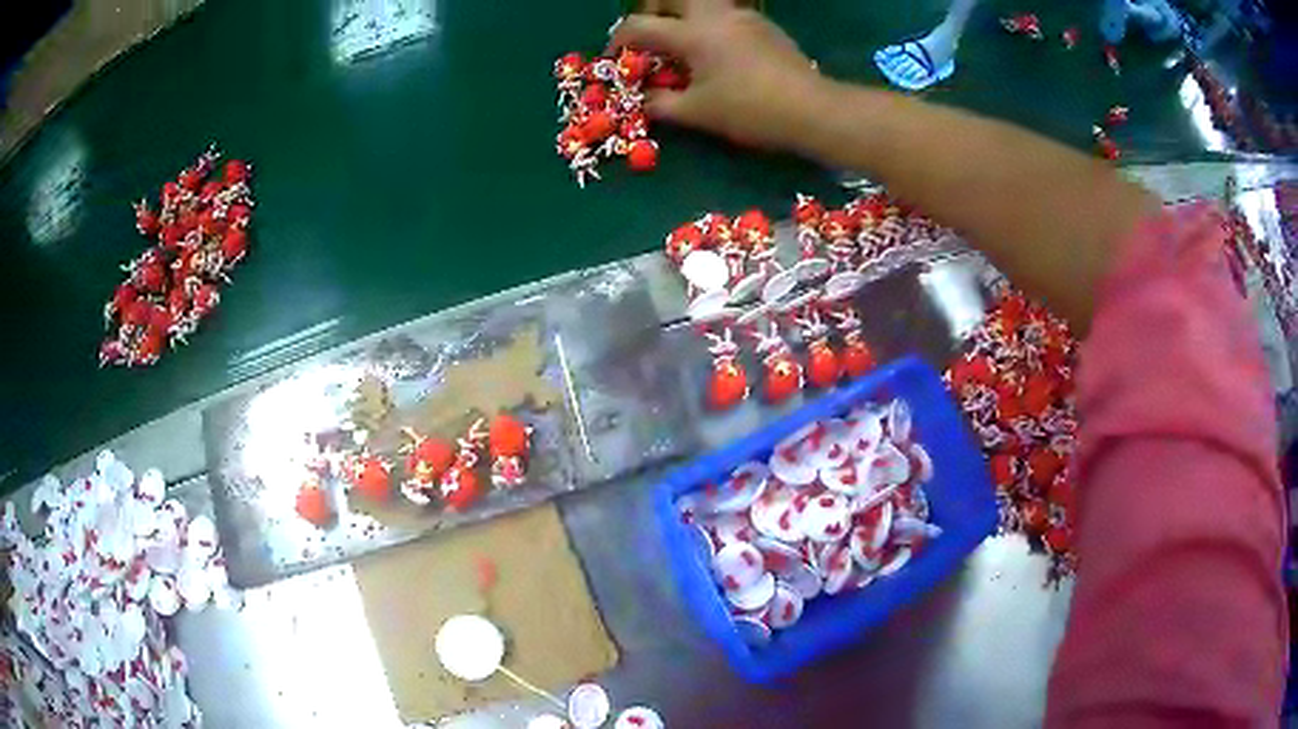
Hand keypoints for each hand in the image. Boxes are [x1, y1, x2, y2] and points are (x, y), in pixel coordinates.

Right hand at [608, 0, 823, 149]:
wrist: (811, 109)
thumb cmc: (750, 110)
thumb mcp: (697, 112)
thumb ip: (661, 104)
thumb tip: (642, 101)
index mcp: (692, 33)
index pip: (639, 25)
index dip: (618, 41)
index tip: (614, 58)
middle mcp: (715, 15)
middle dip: (653, 12)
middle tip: (650, 38)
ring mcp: (743, 16)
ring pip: (702, 1)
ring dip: (683, 15)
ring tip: (682, 45)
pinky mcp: (764, 25)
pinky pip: (725, 13)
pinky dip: (709, 24)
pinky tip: (717, 51)